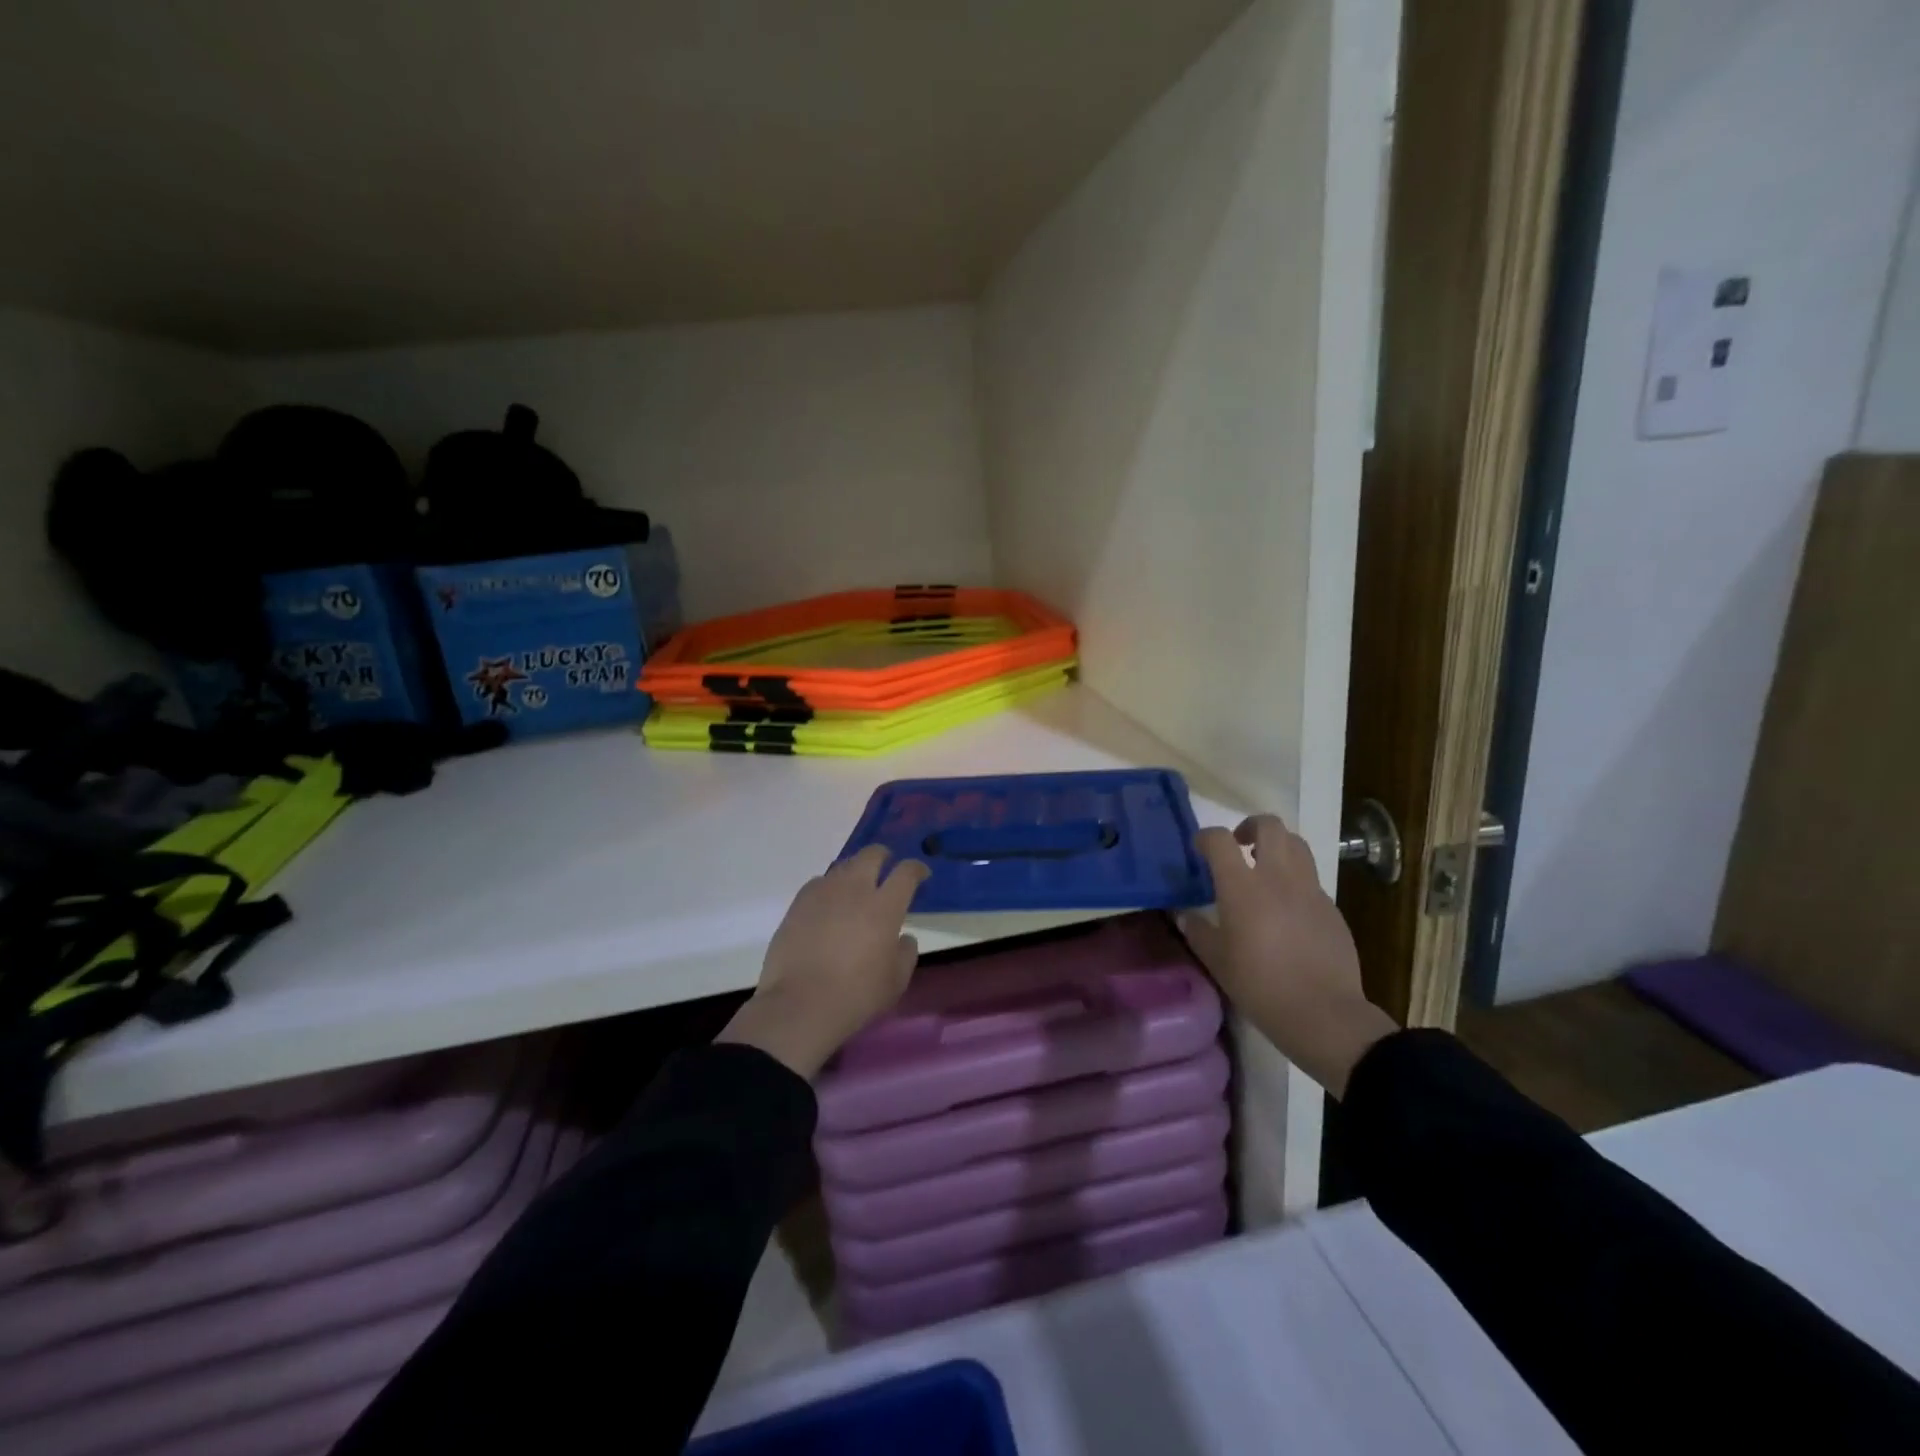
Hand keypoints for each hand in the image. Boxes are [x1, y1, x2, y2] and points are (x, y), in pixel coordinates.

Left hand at [716, 846, 929, 1078]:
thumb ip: (906, 953)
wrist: (801, 1004)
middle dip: (884, 857)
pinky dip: (829, 888)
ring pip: (843, 866)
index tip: (920, 875)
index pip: (906, 872)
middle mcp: (855, 889)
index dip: (917, 869)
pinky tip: (828, 905)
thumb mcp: (896, 981)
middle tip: (886, 869)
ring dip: (855, 872)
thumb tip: (903, 937)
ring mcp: (823, 892)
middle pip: (872, 854)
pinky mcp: (798, 903)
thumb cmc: (857, 994)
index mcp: (884, 906)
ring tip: (856, 889)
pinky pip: (818, 883)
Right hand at [1177, 815, 1396, 1097]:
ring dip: (1277, 845)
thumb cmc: (1259, 985)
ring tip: (1264, 868)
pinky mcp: (1331, 907)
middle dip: (1250, 826)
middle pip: (1269, 825)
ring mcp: (1309, 889)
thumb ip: (1196, 930)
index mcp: (1242, 886)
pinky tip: (1286, 907)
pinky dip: (1294, 878)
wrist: (1323, 1013)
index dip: (1205, 837)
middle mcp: (1277, 876)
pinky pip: (1310, 877)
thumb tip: (1183, 914)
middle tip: (1239, 846)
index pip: (1219, 840)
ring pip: (1296, 844)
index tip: (1199, 849)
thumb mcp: (1216, 960)